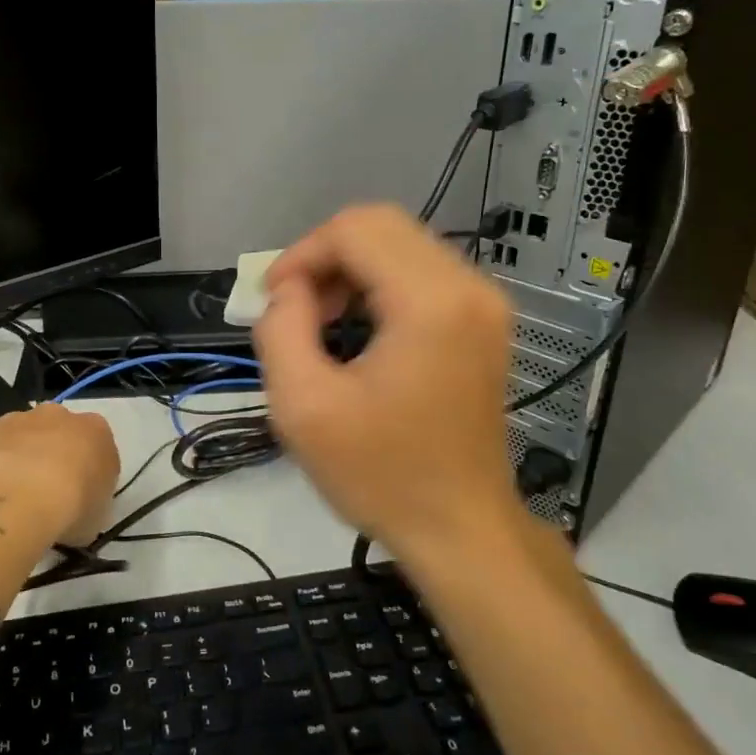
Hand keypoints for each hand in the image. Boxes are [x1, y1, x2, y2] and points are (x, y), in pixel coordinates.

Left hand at [0, 404, 119, 546]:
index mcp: (94, 429)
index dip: (84, 467)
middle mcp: (56, 414)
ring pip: (16, 434)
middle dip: (48, 453)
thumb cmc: (70, 510)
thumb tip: (78, 504)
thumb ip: (91, 498)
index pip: (94, 442)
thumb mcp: (98, 514)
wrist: (16, 503)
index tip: (77, 492)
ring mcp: (14, 419)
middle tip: (41, 491)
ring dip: (14, 456)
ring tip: (8, 496)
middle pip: (54, 429)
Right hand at [253, 204, 522, 561]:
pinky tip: (356, 328)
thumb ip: (280, 329)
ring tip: (321, 322)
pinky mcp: (482, 320)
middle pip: (380, 225)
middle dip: (324, 256)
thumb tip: (289, 290)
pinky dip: (377, 284)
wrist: (460, 529)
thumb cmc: (382, 474)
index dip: (301, 254)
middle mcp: (468, 287)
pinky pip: (420, 271)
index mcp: (430, 302)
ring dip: (349, 270)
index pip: (354, 229)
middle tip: (295, 308)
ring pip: (400, 243)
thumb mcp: (303, 406)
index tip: (272, 299)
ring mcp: (483, 303)